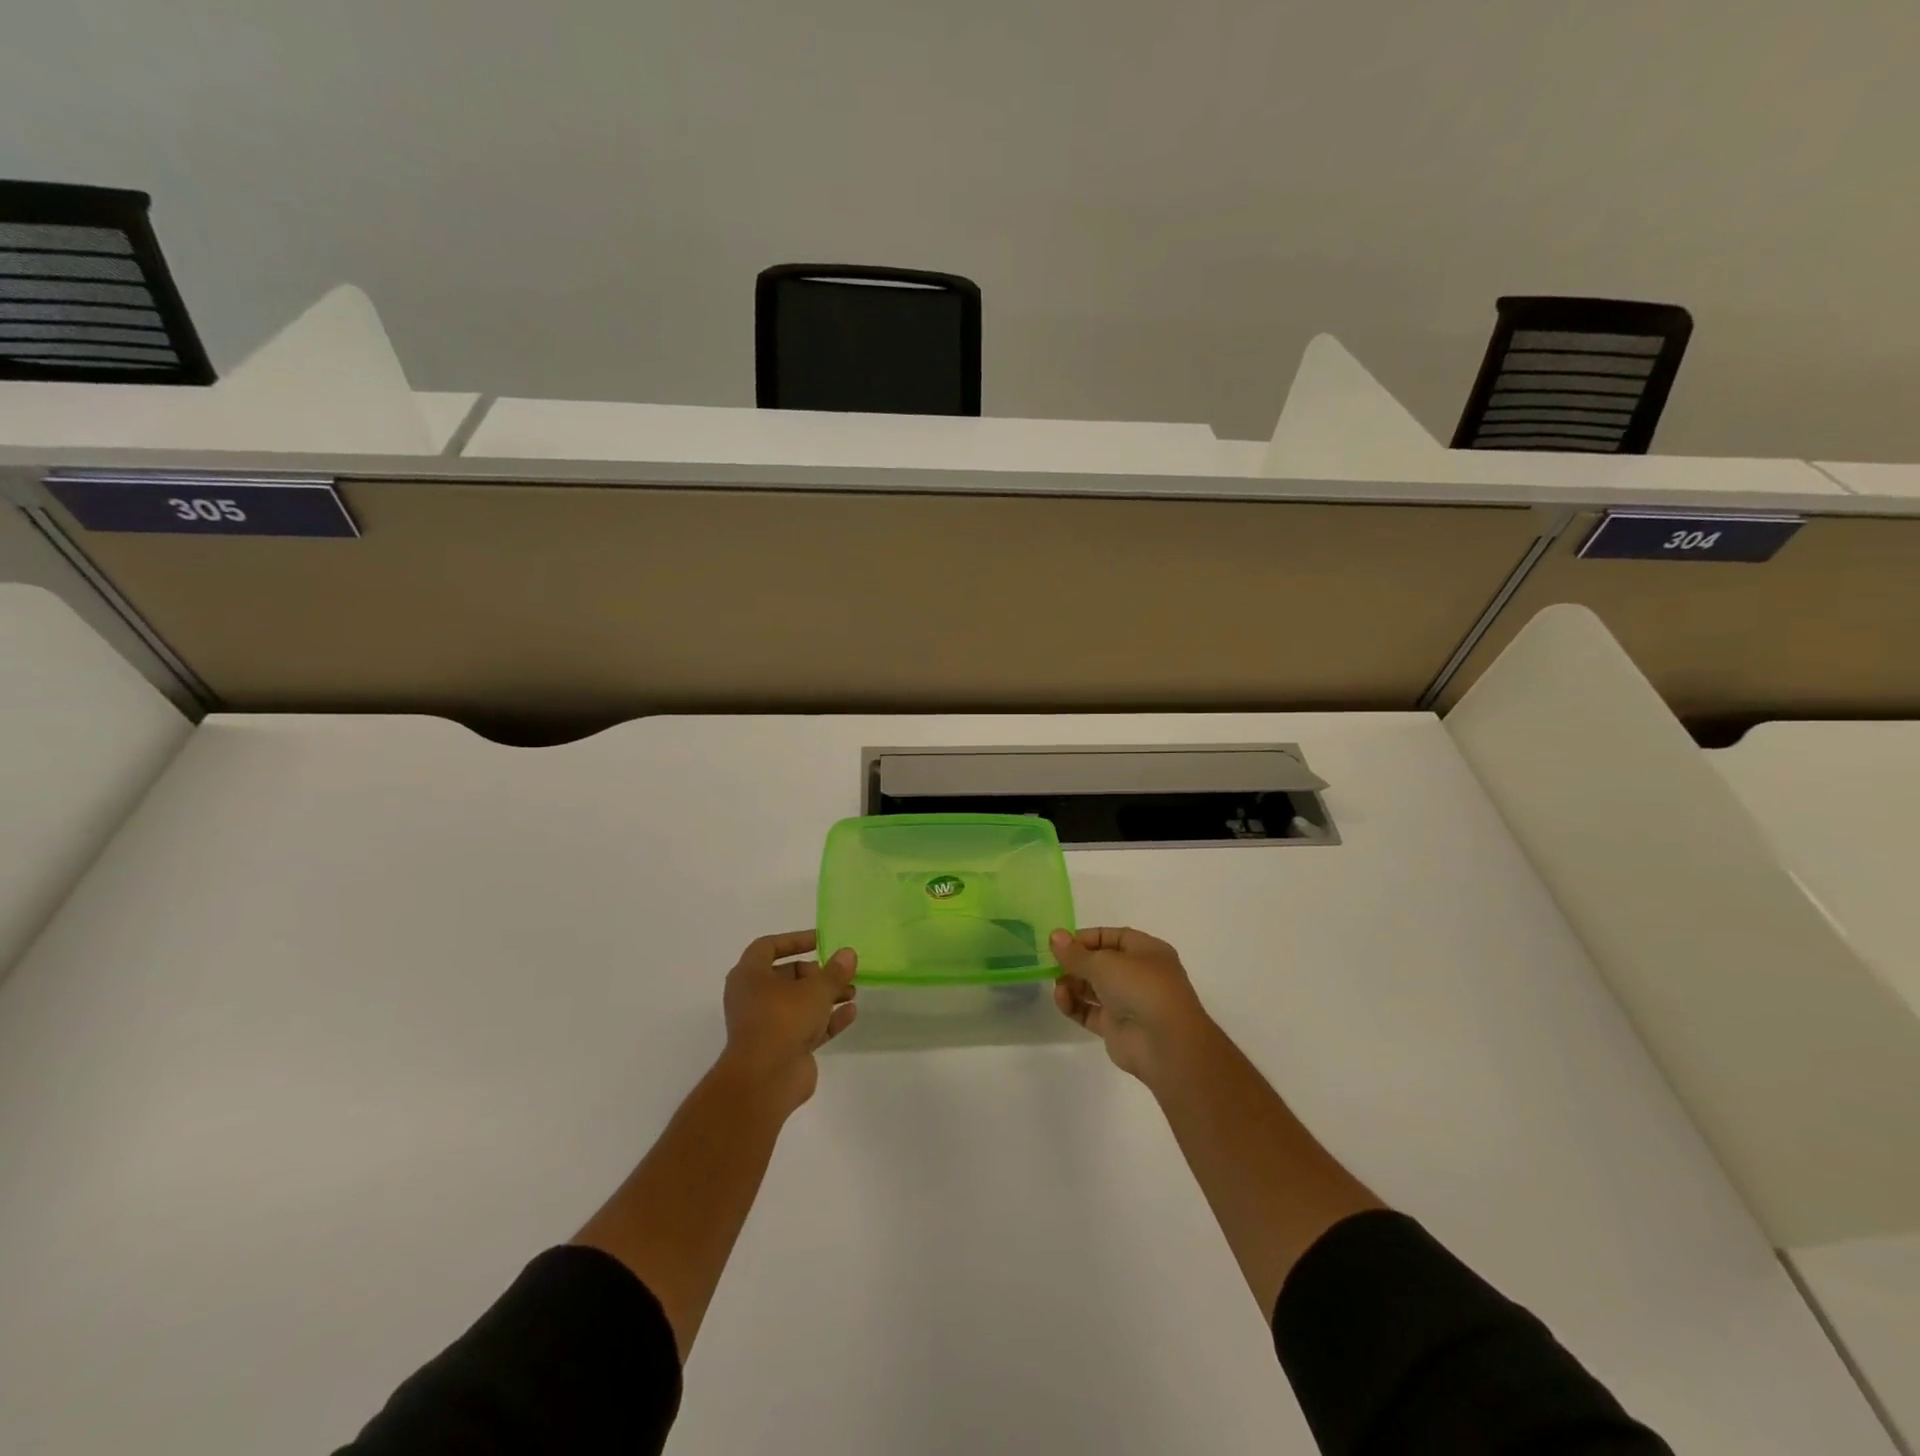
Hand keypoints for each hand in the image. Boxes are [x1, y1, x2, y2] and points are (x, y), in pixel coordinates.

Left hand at [718, 930, 857, 1113]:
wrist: (765, 1081)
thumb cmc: (782, 1020)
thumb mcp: (815, 989)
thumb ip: (834, 971)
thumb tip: (848, 953)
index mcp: (749, 976)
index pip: (768, 947)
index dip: (794, 940)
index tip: (820, 940)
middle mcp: (754, 998)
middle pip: (787, 976)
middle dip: (817, 973)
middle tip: (840, 973)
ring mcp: (767, 1025)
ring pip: (799, 1003)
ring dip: (826, 996)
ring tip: (852, 992)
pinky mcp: (782, 1049)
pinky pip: (806, 1027)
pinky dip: (827, 1020)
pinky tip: (851, 1013)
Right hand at [1051, 926, 1215, 1086]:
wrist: (1164, 1043)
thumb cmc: (1140, 987)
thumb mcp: (1104, 962)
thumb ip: (1075, 952)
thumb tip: (1055, 936)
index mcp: (1146, 951)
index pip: (1112, 937)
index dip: (1085, 938)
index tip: (1060, 943)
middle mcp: (1138, 974)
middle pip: (1100, 962)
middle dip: (1075, 962)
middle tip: (1050, 964)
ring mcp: (1128, 1002)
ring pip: (1093, 987)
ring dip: (1072, 984)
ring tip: (1058, 985)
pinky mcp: (1116, 1027)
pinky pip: (1089, 1011)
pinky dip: (1074, 1005)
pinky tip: (1062, 999)